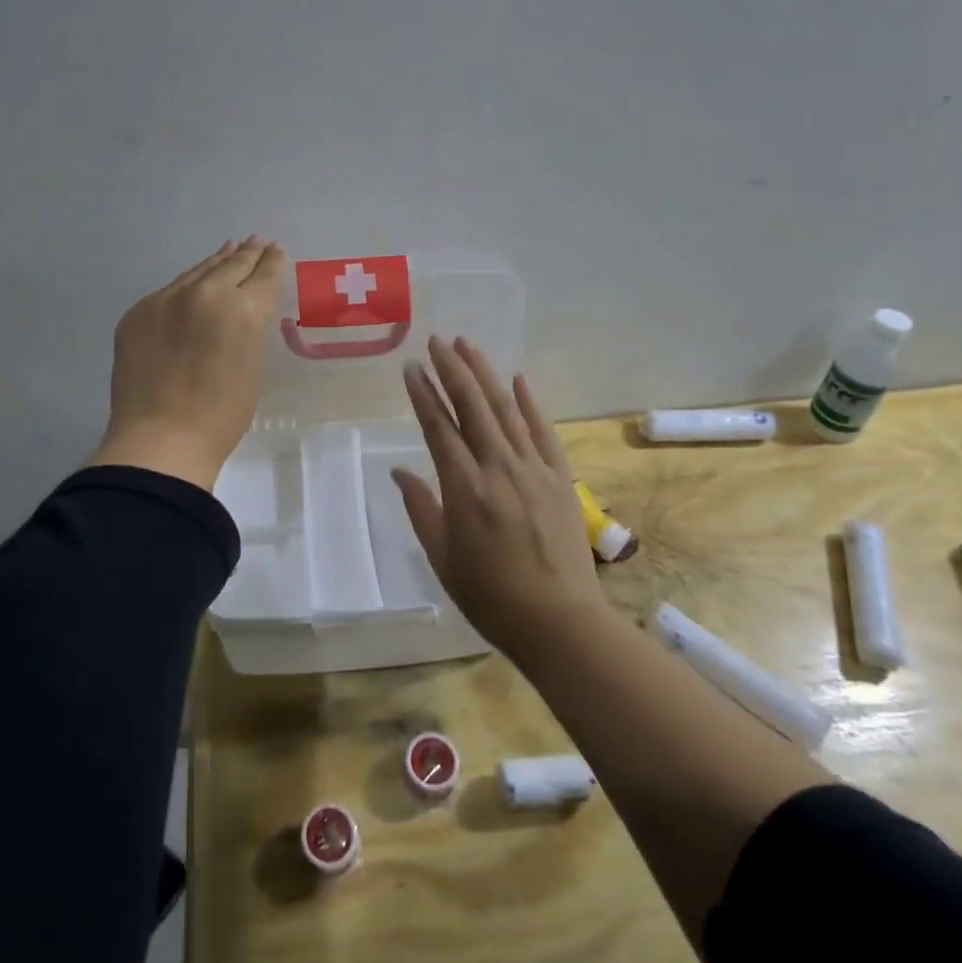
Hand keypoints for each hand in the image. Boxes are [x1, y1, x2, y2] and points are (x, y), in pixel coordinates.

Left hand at [87, 237, 285, 490]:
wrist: (160, 439)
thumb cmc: (222, 415)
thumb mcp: (253, 366)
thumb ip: (250, 329)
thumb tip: (242, 312)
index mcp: (243, 309)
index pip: (263, 276)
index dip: (272, 262)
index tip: (275, 249)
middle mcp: (205, 293)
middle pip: (231, 264)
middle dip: (247, 254)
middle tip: (256, 242)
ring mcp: (167, 299)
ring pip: (198, 271)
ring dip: (216, 261)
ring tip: (228, 250)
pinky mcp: (139, 312)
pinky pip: (170, 291)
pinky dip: (187, 286)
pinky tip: (193, 284)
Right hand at [392, 336, 611, 663]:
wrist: (560, 621)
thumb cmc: (491, 596)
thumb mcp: (442, 558)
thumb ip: (421, 509)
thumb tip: (399, 472)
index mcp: (465, 488)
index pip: (439, 428)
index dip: (424, 394)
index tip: (412, 367)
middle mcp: (499, 467)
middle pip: (473, 406)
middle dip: (453, 369)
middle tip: (437, 341)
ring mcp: (534, 469)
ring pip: (506, 409)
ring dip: (486, 374)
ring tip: (468, 346)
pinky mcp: (561, 478)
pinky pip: (543, 431)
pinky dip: (530, 403)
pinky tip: (518, 380)